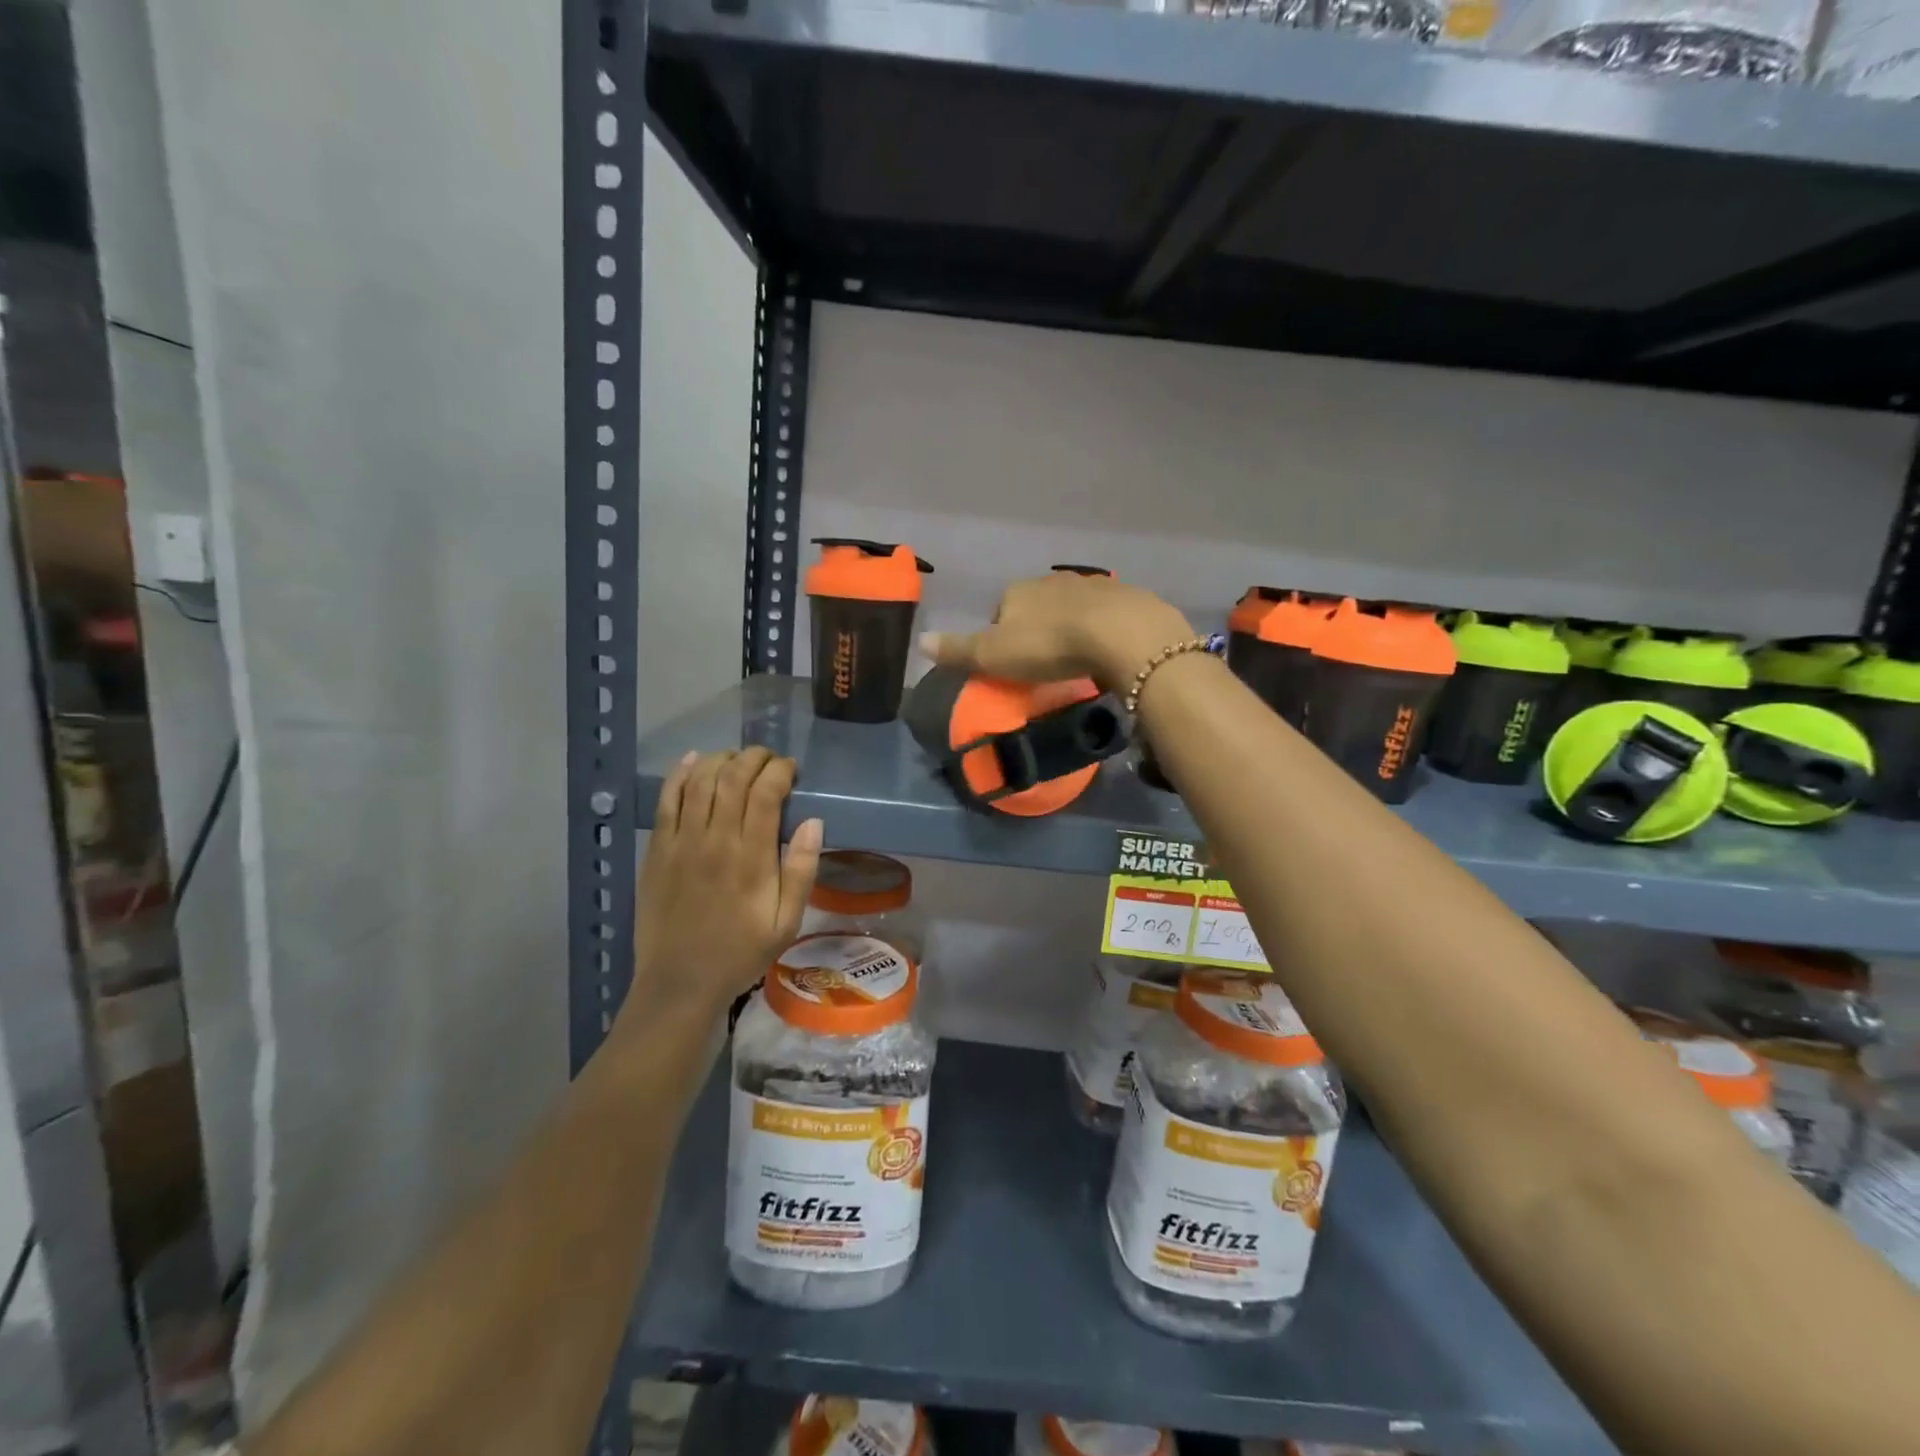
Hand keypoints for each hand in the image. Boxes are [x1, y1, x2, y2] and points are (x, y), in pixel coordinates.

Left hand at [627, 748, 822, 1021]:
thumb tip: (813, 822)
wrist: (680, 982)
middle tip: (768, 759)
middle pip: (733, 777)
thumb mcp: (787, 922)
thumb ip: (801, 871)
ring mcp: (681, 841)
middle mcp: (715, 839)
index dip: (780, 771)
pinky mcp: (657, 849)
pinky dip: (680, 774)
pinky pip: (666, 799)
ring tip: (737, 760)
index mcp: (751, 857)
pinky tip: (694, 761)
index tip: (791, 769)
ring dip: (721, 760)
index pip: (766, 793)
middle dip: (754, 758)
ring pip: (700, 781)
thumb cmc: (740, 952)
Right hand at [919, 573, 1194, 692]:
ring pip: (1071, 608)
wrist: (1120, 633)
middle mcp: (1051, 580)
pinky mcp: (1123, 597)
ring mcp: (1090, 585)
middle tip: (1043, 664)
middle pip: (1036, 606)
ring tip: (1074, 659)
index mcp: (1016, 590)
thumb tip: (919, 641)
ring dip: (1069, 627)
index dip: (1001, 636)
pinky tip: (1105, 651)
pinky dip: (1100, 629)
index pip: (999, 610)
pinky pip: (1104, 614)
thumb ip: (958, 650)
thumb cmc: (1048, 645)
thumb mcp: (994, 654)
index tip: (1011, 663)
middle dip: (1037, 629)